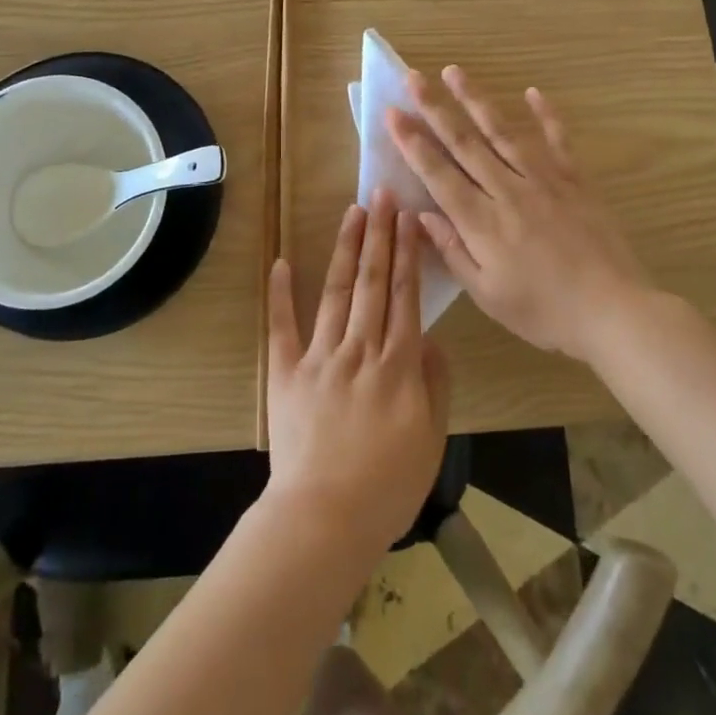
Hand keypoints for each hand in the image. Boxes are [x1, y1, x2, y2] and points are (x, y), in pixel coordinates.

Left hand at [264, 190, 450, 557]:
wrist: (325, 519)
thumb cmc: (386, 487)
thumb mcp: (431, 440)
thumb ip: (435, 385)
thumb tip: (431, 338)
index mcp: (398, 365)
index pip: (405, 296)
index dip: (408, 253)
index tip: (410, 217)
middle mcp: (360, 349)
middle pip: (373, 282)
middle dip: (380, 235)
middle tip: (383, 194)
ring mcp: (319, 357)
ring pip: (336, 293)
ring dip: (345, 250)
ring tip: (353, 213)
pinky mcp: (286, 373)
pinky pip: (282, 327)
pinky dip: (280, 294)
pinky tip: (282, 262)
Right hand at [386, 66, 659, 362]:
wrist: (613, 311)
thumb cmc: (544, 311)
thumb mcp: (488, 294)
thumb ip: (453, 251)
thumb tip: (421, 214)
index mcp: (482, 222)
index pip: (438, 174)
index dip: (412, 143)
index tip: (392, 113)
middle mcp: (508, 190)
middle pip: (465, 143)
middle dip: (435, 108)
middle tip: (413, 77)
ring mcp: (544, 180)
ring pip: (503, 131)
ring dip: (476, 99)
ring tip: (455, 72)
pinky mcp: (575, 179)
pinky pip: (557, 139)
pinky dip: (546, 113)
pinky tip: (531, 91)